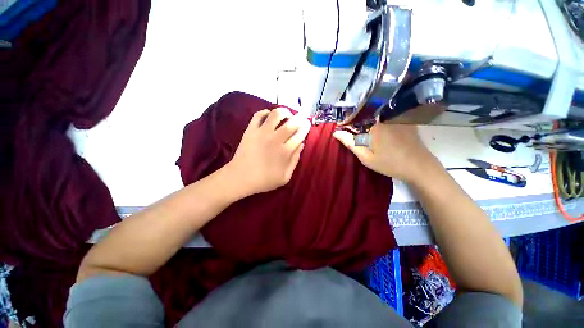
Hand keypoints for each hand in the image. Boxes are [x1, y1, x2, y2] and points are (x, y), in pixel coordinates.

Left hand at [226, 108, 310, 195]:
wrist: (240, 178)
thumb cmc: (264, 180)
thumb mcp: (285, 177)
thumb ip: (295, 161)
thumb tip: (301, 145)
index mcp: (285, 152)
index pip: (299, 135)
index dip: (305, 128)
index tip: (308, 124)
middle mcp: (276, 139)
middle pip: (291, 123)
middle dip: (300, 118)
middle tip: (302, 117)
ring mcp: (262, 133)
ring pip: (276, 114)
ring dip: (284, 112)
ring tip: (287, 115)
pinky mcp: (251, 130)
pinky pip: (259, 115)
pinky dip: (265, 112)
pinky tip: (269, 116)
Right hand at [333, 123, 437, 181]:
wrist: (419, 167)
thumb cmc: (390, 163)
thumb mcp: (366, 156)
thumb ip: (350, 143)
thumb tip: (336, 132)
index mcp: (375, 124)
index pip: (356, 117)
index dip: (347, 122)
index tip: (342, 127)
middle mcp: (386, 116)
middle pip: (367, 114)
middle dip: (357, 120)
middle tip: (352, 130)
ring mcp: (397, 117)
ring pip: (377, 115)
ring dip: (368, 120)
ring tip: (363, 130)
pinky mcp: (405, 120)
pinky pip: (387, 116)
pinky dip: (379, 121)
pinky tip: (379, 131)